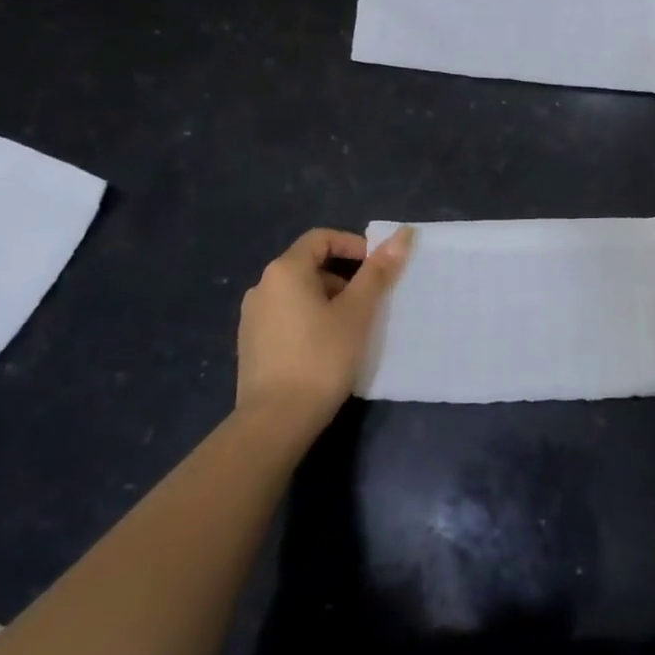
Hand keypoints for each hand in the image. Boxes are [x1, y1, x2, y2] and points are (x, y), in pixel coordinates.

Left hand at [235, 226, 411, 437]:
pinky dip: (310, 318)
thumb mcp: (357, 312)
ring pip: (299, 293)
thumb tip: (402, 234)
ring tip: (353, 327)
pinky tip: (327, 347)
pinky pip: (286, 315)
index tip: (377, 269)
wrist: (275, 421)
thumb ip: (378, 272)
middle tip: (371, 302)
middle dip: (344, 276)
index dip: (353, 245)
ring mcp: (252, 316)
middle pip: (309, 264)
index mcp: (285, 270)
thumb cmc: (321, 358)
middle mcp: (262, 286)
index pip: (321, 238)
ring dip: (329, 299)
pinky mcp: (251, 343)